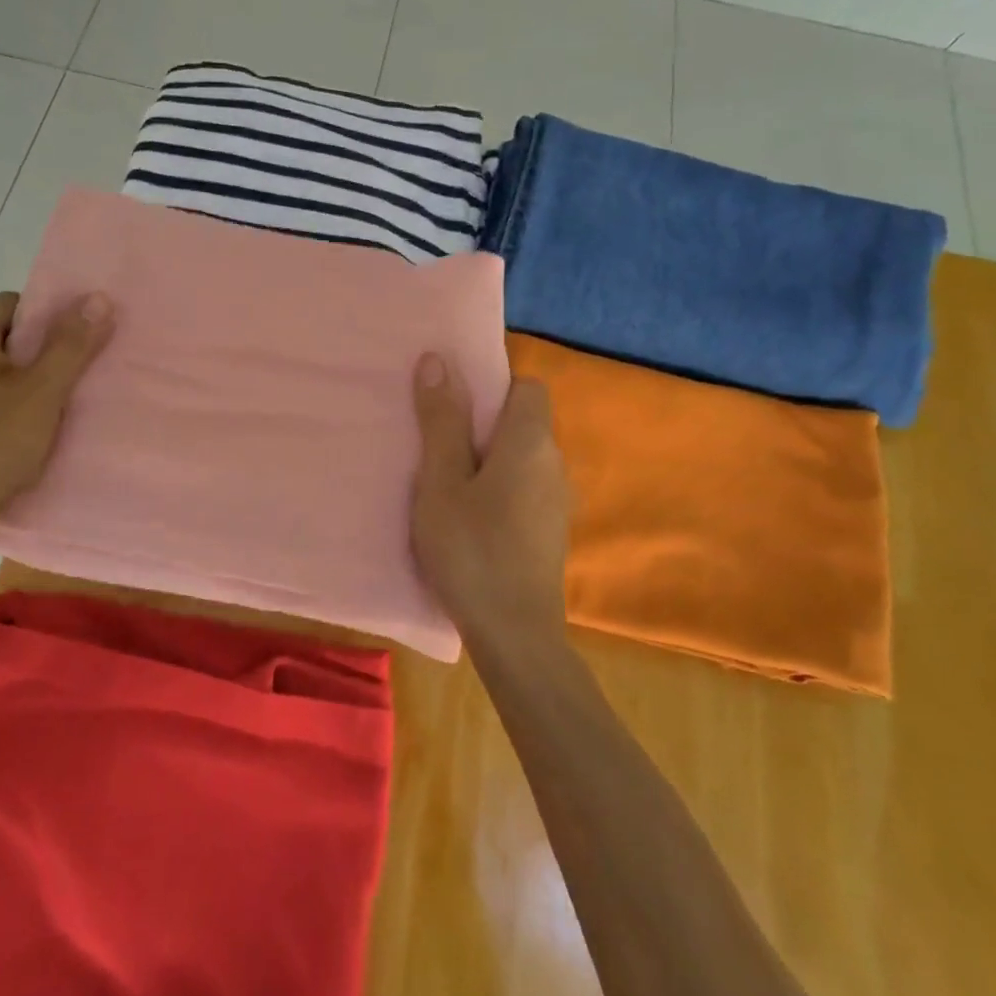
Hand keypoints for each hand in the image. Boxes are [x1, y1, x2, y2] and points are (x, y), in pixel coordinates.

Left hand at [0, 291, 113, 559]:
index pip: (18, 304)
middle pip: (8, 339)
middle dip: (47, 357)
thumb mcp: (40, 394)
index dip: (54, 321)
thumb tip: (99, 296)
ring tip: (67, 409)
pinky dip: (11, 412)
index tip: (83, 347)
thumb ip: (71, 346)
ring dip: (32, 388)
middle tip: (84, 379)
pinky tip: (34, 437)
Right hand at [410, 353, 570, 650]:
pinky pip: (525, 488)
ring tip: (447, 482)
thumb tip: (439, 359)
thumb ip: (441, 420)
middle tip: (437, 445)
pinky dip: (500, 488)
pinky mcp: (552, 531)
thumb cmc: (471, 550)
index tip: (453, 407)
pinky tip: (471, 518)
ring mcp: (558, 501)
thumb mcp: (441, 482)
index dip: (491, 387)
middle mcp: (555, 464)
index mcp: (531, 443)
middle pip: (524, 422)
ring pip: (523, 458)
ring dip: (489, 459)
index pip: (527, 387)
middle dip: (482, 424)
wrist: (515, 636)